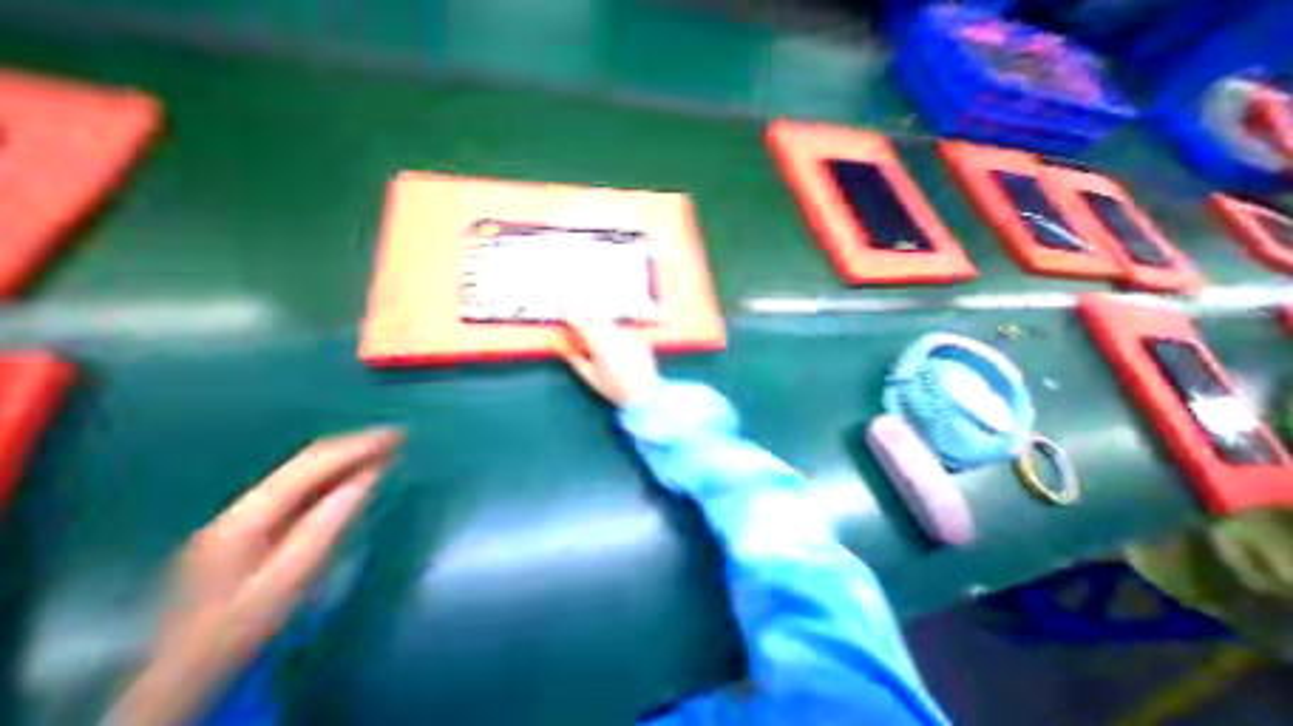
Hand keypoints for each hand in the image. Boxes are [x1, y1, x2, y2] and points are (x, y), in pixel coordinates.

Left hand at [111, 429, 401, 721]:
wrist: (187, 673)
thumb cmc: (245, 627)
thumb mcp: (294, 576)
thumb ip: (332, 521)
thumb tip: (371, 474)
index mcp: (248, 517)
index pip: (312, 464)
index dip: (358, 445)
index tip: (398, 436)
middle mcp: (242, 506)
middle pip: (307, 460)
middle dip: (356, 444)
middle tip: (399, 437)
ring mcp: (243, 513)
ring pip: (305, 469)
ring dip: (348, 455)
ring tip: (387, 448)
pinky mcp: (252, 523)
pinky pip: (304, 484)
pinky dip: (337, 472)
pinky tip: (358, 472)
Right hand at [559, 317, 658, 408]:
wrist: (643, 394)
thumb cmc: (613, 387)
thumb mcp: (589, 376)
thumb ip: (575, 360)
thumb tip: (564, 349)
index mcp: (598, 342)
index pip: (580, 322)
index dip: (569, 315)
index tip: (561, 311)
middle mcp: (613, 333)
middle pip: (597, 317)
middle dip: (588, 320)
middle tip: (582, 328)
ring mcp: (627, 335)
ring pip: (611, 324)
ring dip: (603, 328)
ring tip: (602, 344)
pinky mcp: (639, 340)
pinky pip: (623, 332)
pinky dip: (617, 337)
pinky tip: (618, 351)